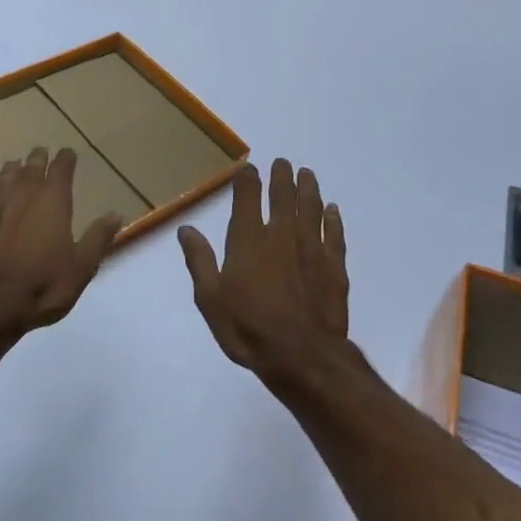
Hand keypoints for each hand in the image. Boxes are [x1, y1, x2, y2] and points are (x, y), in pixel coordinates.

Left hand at [0, 146, 123, 341]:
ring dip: (9, 173)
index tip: (69, 152)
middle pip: (30, 171)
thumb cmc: (43, 286)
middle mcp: (21, 200)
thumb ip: (97, 238)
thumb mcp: (82, 267)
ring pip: (1, 184)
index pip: (61, 171)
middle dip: (38, 159)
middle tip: (41, 151)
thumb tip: (115, 214)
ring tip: (13, 164)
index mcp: (52, 203)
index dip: (66, 159)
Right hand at [177, 159, 349, 385]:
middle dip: (282, 176)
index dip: (248, 180)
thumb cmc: (249, 330)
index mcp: (248, 240)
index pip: (248, 198)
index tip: (250, 169)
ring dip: (308, 189)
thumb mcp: (211, 300)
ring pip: (311, 208)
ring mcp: (312, 248)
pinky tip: (333, 210)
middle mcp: (281, 235)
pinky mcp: (334, 266)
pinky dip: (333, 219)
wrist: (302, 357)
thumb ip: (200, 261)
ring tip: (307, 174)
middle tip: (284, 163)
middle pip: (283, 196)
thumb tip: (186, 228)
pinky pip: (335, 234)